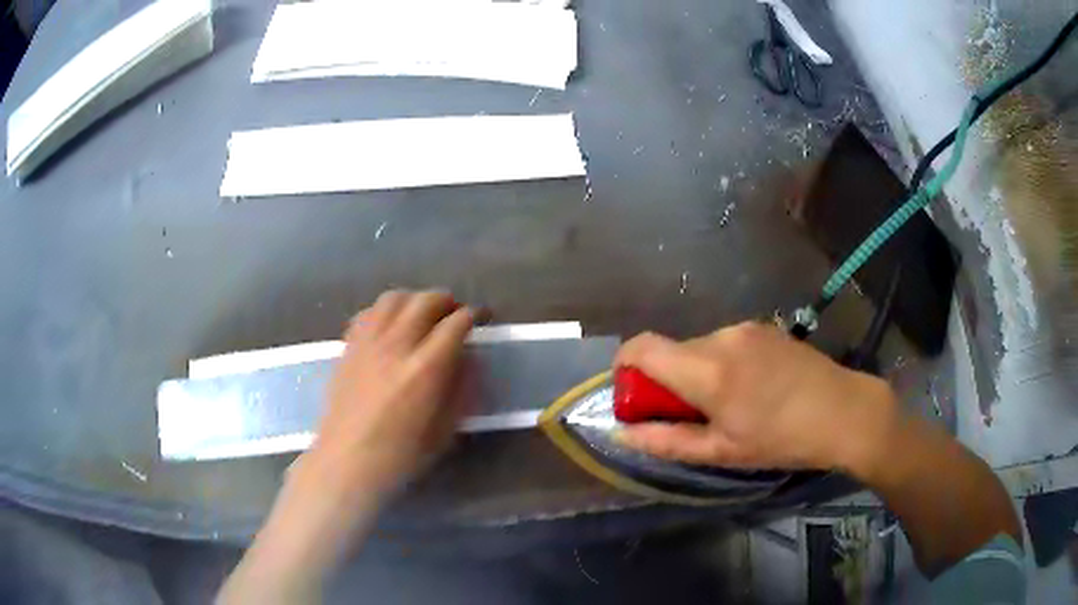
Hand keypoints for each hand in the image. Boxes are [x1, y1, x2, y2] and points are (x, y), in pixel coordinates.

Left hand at [218, 290, 476, 604]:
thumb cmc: (400, 455)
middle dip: (447, 301)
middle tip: (455, 313)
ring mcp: (368, 342)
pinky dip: (385, 310)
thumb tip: (468, 359)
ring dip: (415, 299)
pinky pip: (368, 312)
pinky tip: (390, 324)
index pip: (456, 323)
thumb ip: (460, 389)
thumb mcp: (445, 429)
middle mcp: (397, 344)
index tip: (481, 318)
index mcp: (426, 368)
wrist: (347, 460)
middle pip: (426, 301)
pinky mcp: (348, 346)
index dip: (473, 316)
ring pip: (395, 298)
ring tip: (422, 313)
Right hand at [614, 321, 896, 474]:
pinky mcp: (765, 327)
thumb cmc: (781, 439)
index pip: (642, 347)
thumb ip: (666, 441)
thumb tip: (621, 434)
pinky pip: (726, 343)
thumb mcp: (722, 451)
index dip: (624, 366)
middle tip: (689, 415)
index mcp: (706, 369)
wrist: (843, 411)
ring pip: (700, 347)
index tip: (632, 395)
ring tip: (728, 405)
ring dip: (697, 373)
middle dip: (666, 380)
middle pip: (672, 350)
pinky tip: (752, 388)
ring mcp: (746, 328)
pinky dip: (721, 363)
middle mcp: (721, 337)